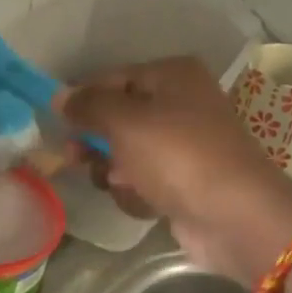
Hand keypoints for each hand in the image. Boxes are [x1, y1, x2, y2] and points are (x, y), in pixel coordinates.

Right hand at [55, 58, 291, 279]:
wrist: (234, 216)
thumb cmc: (177, 156)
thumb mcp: (125, 121)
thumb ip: (88, 105)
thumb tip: (59, 96)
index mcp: (172, 76)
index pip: (111, 78)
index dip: (82, 100)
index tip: (57, 125)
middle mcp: (181, 104)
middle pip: (117, 118)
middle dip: (96, 142)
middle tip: (76, 159)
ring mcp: (184, 146)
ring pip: (126, 154)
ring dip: (114, 172)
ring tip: (122, 184)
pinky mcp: (184, 183)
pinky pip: (144, 181)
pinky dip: (138, 192)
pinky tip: (145, 202)